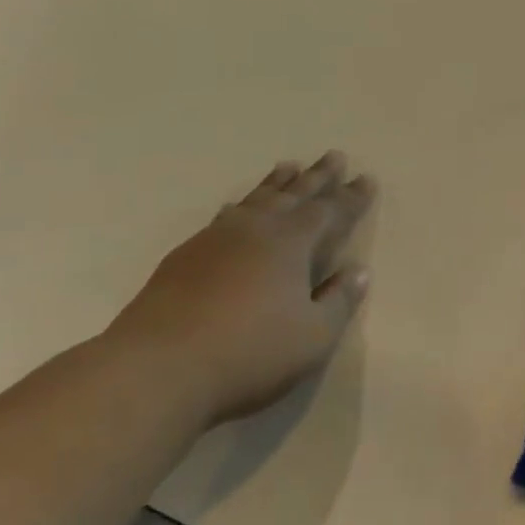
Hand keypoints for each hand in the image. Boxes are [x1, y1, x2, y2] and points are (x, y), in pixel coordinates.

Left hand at [108, 152, 373, 425]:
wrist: (158, 368)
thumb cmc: (250, 352)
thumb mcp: (313, 336)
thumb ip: (339, 301)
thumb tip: (359, 271)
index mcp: (291, 243)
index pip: (330, 211)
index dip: (351, 197)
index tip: (366, 178)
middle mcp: (256, 230)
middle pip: (294, 194)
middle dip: (317, 176)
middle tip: (334, 155)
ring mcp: (216, 240)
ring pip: (255, 200)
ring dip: (276, 183)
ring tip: (287, 166)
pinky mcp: (184, 257)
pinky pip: (223, 217)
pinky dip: (239, 206)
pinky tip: (235, 207)